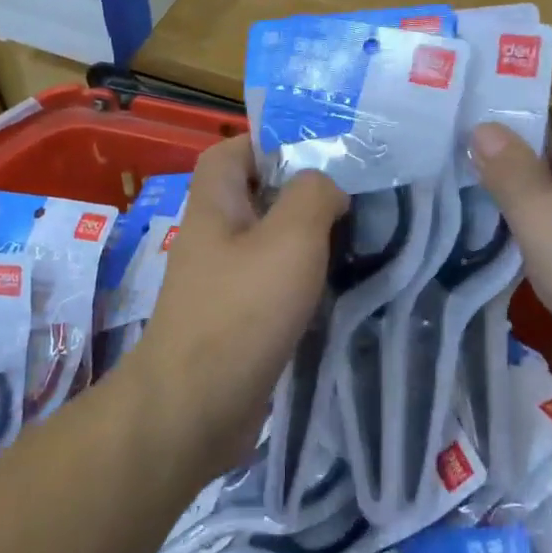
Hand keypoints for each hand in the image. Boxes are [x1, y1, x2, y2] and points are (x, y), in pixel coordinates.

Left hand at [128, 134, 346, 476]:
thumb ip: (313, 195)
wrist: (196, 409)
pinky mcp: (235, 320)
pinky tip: (336, 288)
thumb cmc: (242, 310)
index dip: (271, 143)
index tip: (321, 155)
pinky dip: (300, 281)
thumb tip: (326, 186)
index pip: (232, 151)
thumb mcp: (290, 238)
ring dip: (306, 240)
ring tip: (355, 239)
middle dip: (302, 193)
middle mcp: (213, 236)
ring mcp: (221, 281)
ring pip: (268, 242)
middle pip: (256, 196)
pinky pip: (271, 284)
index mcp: (215, 204)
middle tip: (352, 198)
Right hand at [470, 55, 551, 395]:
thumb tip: (482, 129)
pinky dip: (522, 214)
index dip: (535, 63)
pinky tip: (476, 219)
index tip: (480, 65)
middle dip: (507, 120)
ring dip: (509, 172)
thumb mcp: (549, 216)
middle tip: (442, 118)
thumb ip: (510, 170)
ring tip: (445, 162)